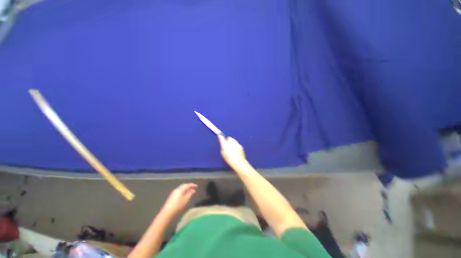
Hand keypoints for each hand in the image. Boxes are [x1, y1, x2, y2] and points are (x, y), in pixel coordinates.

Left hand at [162, 183, 196, 215]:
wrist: (167, 212)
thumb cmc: (178, 205)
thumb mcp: (186, 200)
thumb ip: (190, 194)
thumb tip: (193, 190)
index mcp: (180, 189)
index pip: (187, 185)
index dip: (192, 185)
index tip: (196, 186)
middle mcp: (177, 189)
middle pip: (184, 186)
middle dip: (188, 186)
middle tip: (193, 187)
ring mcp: (173, 193)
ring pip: (181, 188)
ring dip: (186, 188)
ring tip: (190, 191)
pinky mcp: (172, 196)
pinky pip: (179, 191)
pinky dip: (183, 191)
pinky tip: (184, 194)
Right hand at [218, 135, 246, 169]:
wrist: (239, 162)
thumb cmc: (230, 160)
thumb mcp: (223, 155)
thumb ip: (223, 148)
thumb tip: (223, 146)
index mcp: (225, 145)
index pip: (222, 138)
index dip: (220, 136)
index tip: (219, 135)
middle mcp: (231, 143)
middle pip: (229, 138)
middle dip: (228, 140)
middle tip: (227, 145)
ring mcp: (236, 144)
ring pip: (233, 140)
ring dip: (232, 142)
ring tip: (231, 148)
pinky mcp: (240, 146)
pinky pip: (237, 143)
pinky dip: (236, 145)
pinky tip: (235, 150)